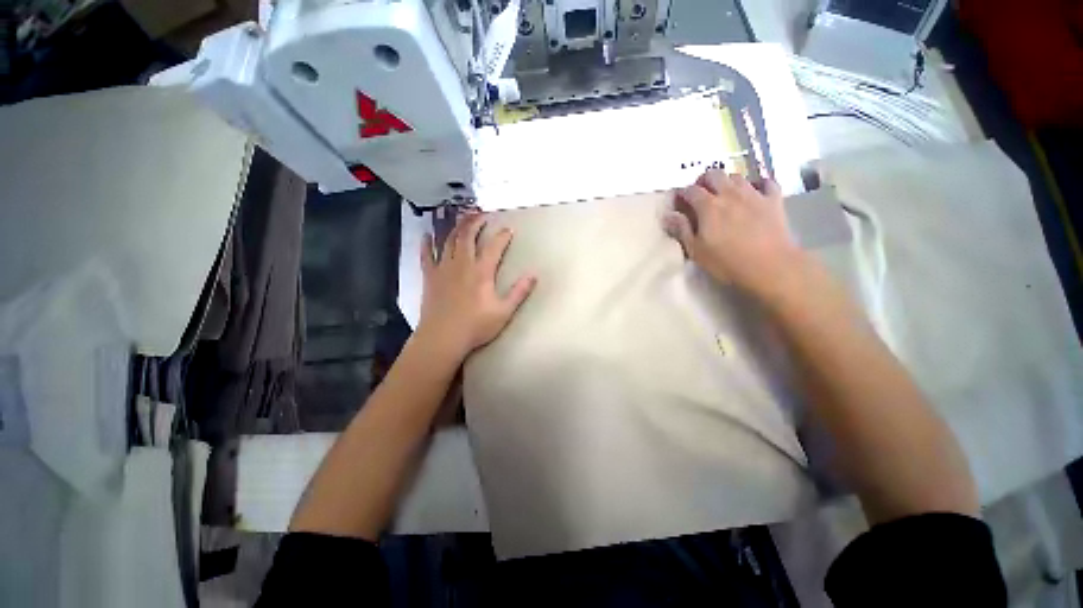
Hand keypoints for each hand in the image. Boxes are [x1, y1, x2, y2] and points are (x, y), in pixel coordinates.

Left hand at [416, 211, 536, 360]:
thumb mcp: (504, 312)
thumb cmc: (475, 326)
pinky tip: (426, 235)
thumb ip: (519, 292)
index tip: (509, 229)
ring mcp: (443, 269)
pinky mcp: (430, 277)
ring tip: (461, 217)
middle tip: (482, 214)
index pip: (494, 247)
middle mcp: (462, 264)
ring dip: (456, 227)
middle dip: (475, 222)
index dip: (502, 236)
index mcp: (482, 272)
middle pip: (468, 236)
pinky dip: (426, 244)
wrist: (443, 338)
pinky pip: (426, 255)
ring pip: (449, 241)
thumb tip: (534, 275)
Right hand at [663, 171, 806, 298]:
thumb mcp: (696, 250)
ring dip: (726, 182)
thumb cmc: (726, 262)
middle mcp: (730, 194)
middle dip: (703, 181)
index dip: (682, 194)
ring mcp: (754, 194)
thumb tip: (668, 215)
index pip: (690, 190)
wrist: (770, 266)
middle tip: (700, 194)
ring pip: (737, 176)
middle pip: (714, 175)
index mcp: (708, 206)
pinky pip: (766, 182)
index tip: (678, 202)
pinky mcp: (773, 200)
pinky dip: (757, 184)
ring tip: (723, 194)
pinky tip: (754, 192)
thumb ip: (682, 230)